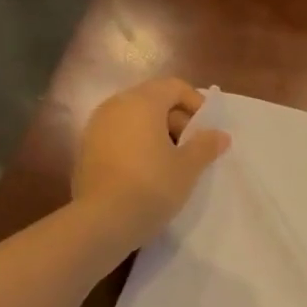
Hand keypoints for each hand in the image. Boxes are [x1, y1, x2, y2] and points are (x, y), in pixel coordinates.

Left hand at [72, 78, 229, 245]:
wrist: (102, 220)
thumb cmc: (152, 186)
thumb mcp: (188, 167)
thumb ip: (205, 146)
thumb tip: (220, 135)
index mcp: (142, 102)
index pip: (174, 87)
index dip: (196, 104)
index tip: (206, 132)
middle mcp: (115, 106)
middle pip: (153, 100)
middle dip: (177, 121)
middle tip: (192, 150)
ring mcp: (96, 127)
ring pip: (134, 120)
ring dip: (156, 135)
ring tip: (171, 164)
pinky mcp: (86, 150)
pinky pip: (119, 137)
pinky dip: (136, 146)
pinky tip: (146, 174)